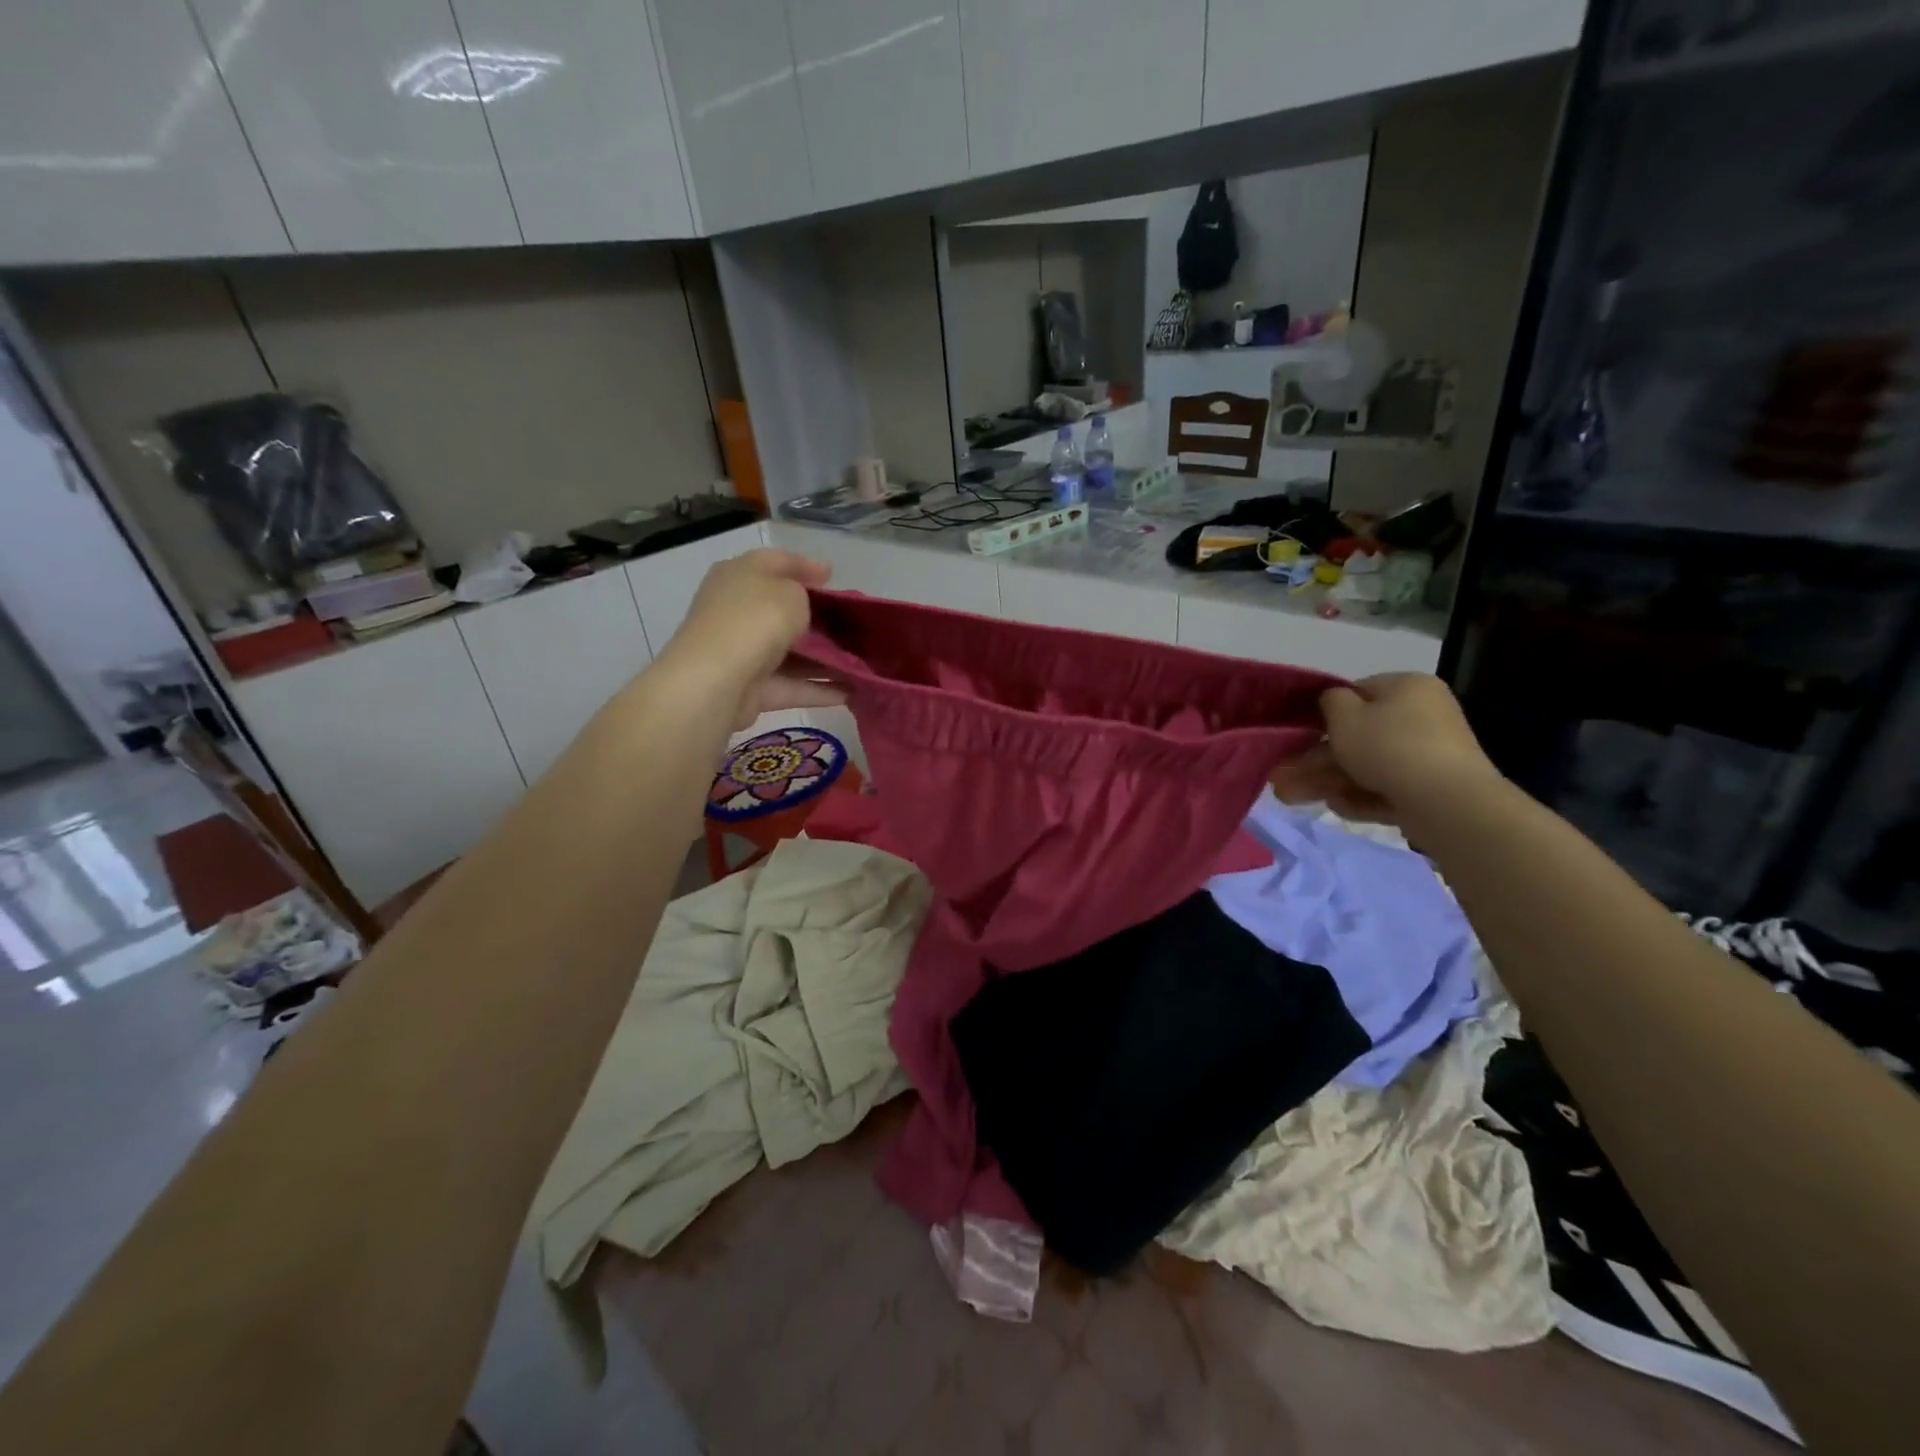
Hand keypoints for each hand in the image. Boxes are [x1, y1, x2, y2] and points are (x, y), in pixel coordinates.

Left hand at [656, 549, 845, 730]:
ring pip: (789, 652)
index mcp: (739, 575)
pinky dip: (818, 688)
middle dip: (817, 617)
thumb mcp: (790, 593)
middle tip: (851, 623)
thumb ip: (804, 594)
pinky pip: (791, 685)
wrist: (716, 680)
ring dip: (823, 659)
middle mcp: (737, 609)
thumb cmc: (754, 621)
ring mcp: (741, 650)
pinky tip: (851, 691)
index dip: (806, 565)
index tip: (833, 576)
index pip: (776, 562)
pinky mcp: (750, 688)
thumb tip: (805, 605)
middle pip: (782, 609)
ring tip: (860, 662)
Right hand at [1270, 673, 1499, 824]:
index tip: (1301, 735)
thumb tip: (1333, 701)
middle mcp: (1424, 715)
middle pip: (1359, 736)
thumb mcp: (1344, 715)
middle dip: (1316, 759)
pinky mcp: (1434, 789)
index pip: (1359, 693)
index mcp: (1408, 687)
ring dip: (1329, 780)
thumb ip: (1329, 701)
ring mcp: (1431, 754)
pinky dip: (1361, 796)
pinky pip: (1388, 787)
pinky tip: (1337, 807)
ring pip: (1368, 766)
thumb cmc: (1388, 746)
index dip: (1326, 714)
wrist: (1446, 801)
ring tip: (1292, 797)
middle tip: (1283, 777)